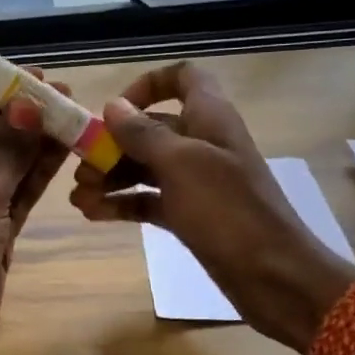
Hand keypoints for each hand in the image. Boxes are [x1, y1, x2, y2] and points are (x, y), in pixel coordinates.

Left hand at [0, 78, 69, 354]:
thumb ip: (9, 150)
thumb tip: (29, 106)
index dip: (0, 91)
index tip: (37, 75)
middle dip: (25, 115)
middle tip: (67, 93)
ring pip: (8, 163)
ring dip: (38, 141)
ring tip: (76, 114)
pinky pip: (17, 191)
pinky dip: (38, 173)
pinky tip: (66, 149)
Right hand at [69, 62, 354, 352]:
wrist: (274, 276)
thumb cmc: (227, 210)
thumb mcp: (181, 164)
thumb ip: (144, 133)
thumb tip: (113, 105)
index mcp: (210, 117)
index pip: (182, 78)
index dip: (148, 85)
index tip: (116, 109)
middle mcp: (202, 143)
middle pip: (152, 128)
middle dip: (113, 144)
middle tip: (81, 169)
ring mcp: (197, 182)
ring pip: (147, 167)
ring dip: (112, 177)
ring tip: (79, 198)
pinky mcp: (192, 215)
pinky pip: (151, 200)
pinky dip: (124, 203)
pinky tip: (94, 214)